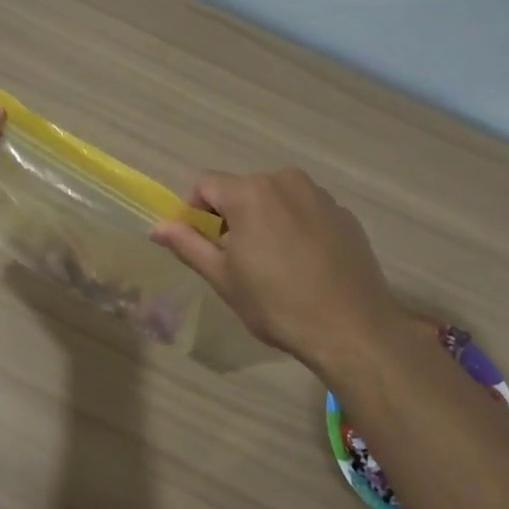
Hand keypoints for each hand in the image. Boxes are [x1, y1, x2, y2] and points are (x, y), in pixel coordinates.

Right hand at [151, 169, 403, 367]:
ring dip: (265, 220)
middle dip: (232, 217)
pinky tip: (305, 265)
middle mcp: (285, 181)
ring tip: (274, 264)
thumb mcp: (224, 278)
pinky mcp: (344, 213)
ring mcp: (320, 195)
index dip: (195, 212)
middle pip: (243, 190)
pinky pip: (306, 211)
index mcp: (250, 193)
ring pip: (276, 199)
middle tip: (237, 260)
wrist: (351, 327)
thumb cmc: (277, 305)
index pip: (206, 185)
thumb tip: (158, 227)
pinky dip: (296, 227)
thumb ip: (188, 245)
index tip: (202, 245)